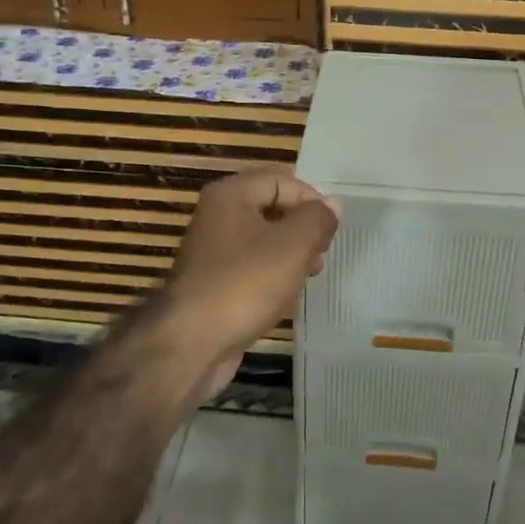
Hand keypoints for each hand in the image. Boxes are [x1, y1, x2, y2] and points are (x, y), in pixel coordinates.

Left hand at [157, 165, 341, 402]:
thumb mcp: (293, 245)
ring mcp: (212, 251)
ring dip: (291, 253)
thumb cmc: (246, 283)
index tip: (331, 228)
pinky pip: (251, 267)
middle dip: (302, 227)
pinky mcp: (213, 283)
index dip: (311, 199)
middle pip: (272, 208)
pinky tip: (286, 295)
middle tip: (322, 252)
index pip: (281, 179)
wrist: (192, 343)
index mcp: (231, 195)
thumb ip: (317, 219)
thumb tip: (332, 204)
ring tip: (310, 274)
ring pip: (263, 240)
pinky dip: (272, 275)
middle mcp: (217, 216)